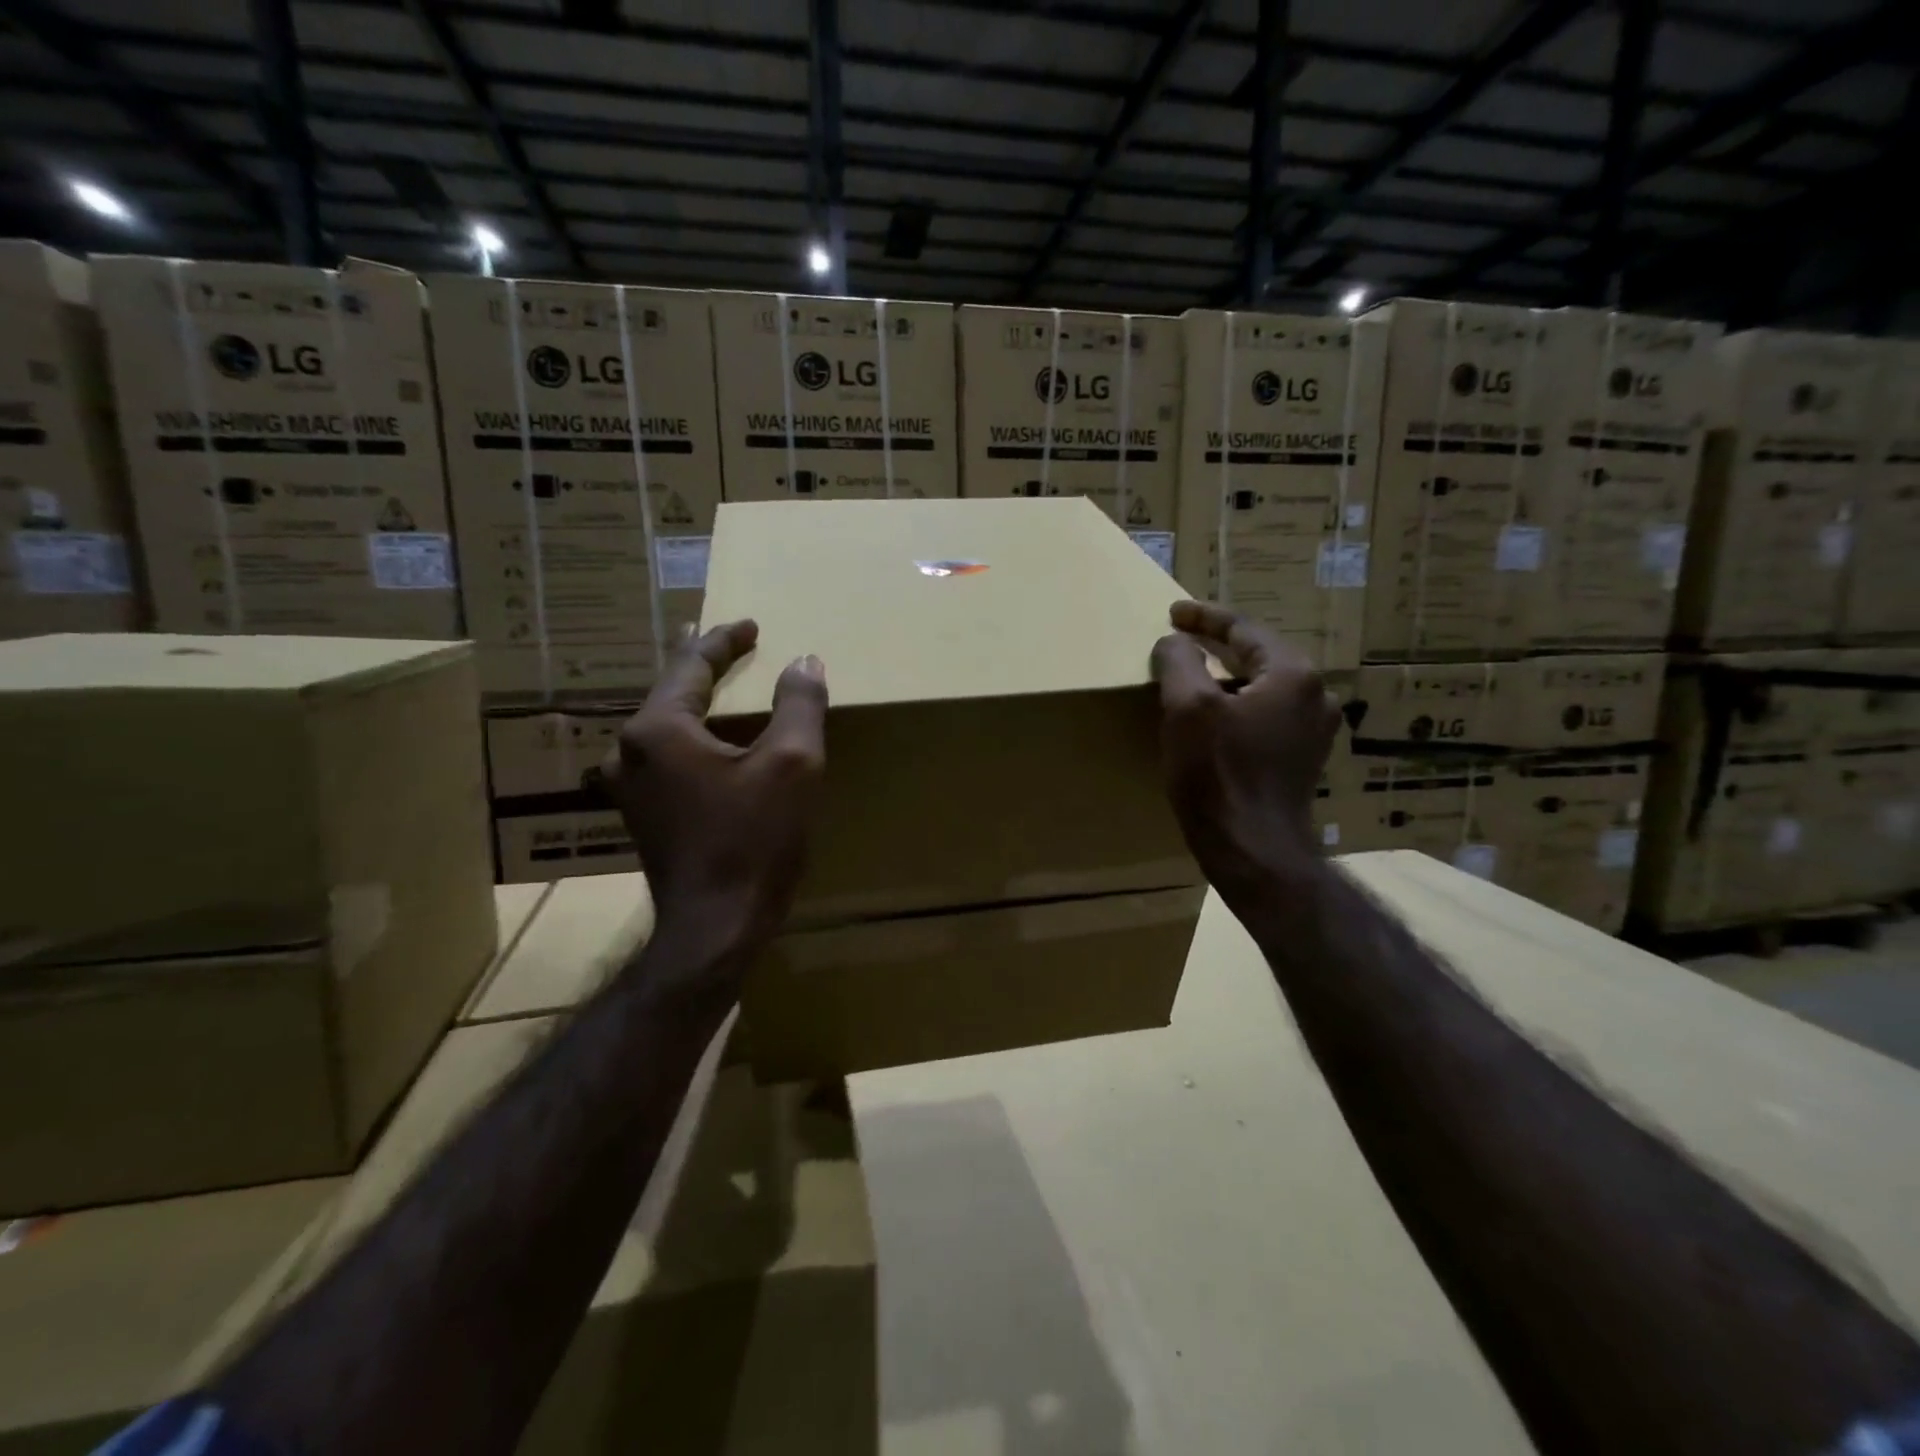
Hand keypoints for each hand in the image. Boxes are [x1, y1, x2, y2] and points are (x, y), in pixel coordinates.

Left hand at [589, 620, 827, 968]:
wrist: (715, 928)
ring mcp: (629, 787)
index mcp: (658, 729)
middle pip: (669, 691)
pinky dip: (689, 737)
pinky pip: (664, 757)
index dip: (724, 640)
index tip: (750, 624)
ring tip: (715, 686)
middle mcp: (629, 751)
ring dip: (692, 702)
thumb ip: (799, 704)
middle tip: (728, 644)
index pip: (691, 664)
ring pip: (663, 727)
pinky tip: (707, 743)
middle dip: (702, 665)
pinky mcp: (641, 815)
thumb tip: (804, 662)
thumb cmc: (753, 841)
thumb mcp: (793, 765)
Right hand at [1150, 601, 1339, 909]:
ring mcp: (1316, 729)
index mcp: (1293, 673)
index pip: (1244, 629)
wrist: (1253, 848)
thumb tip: (1176, 641)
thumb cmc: (1218, 773)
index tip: (1173, 613)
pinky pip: (1268, 714)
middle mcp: (1316, 695)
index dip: (1203, 618)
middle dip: (1218, 645)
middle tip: (1181, 638)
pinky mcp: (1304, 758)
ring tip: (1194, 676)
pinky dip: (1239, 706)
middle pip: (1259, 655)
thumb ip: (1180, 660)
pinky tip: (1215, 717)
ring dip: (1228, 677)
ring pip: (1264, 686)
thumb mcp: (1187, 707)